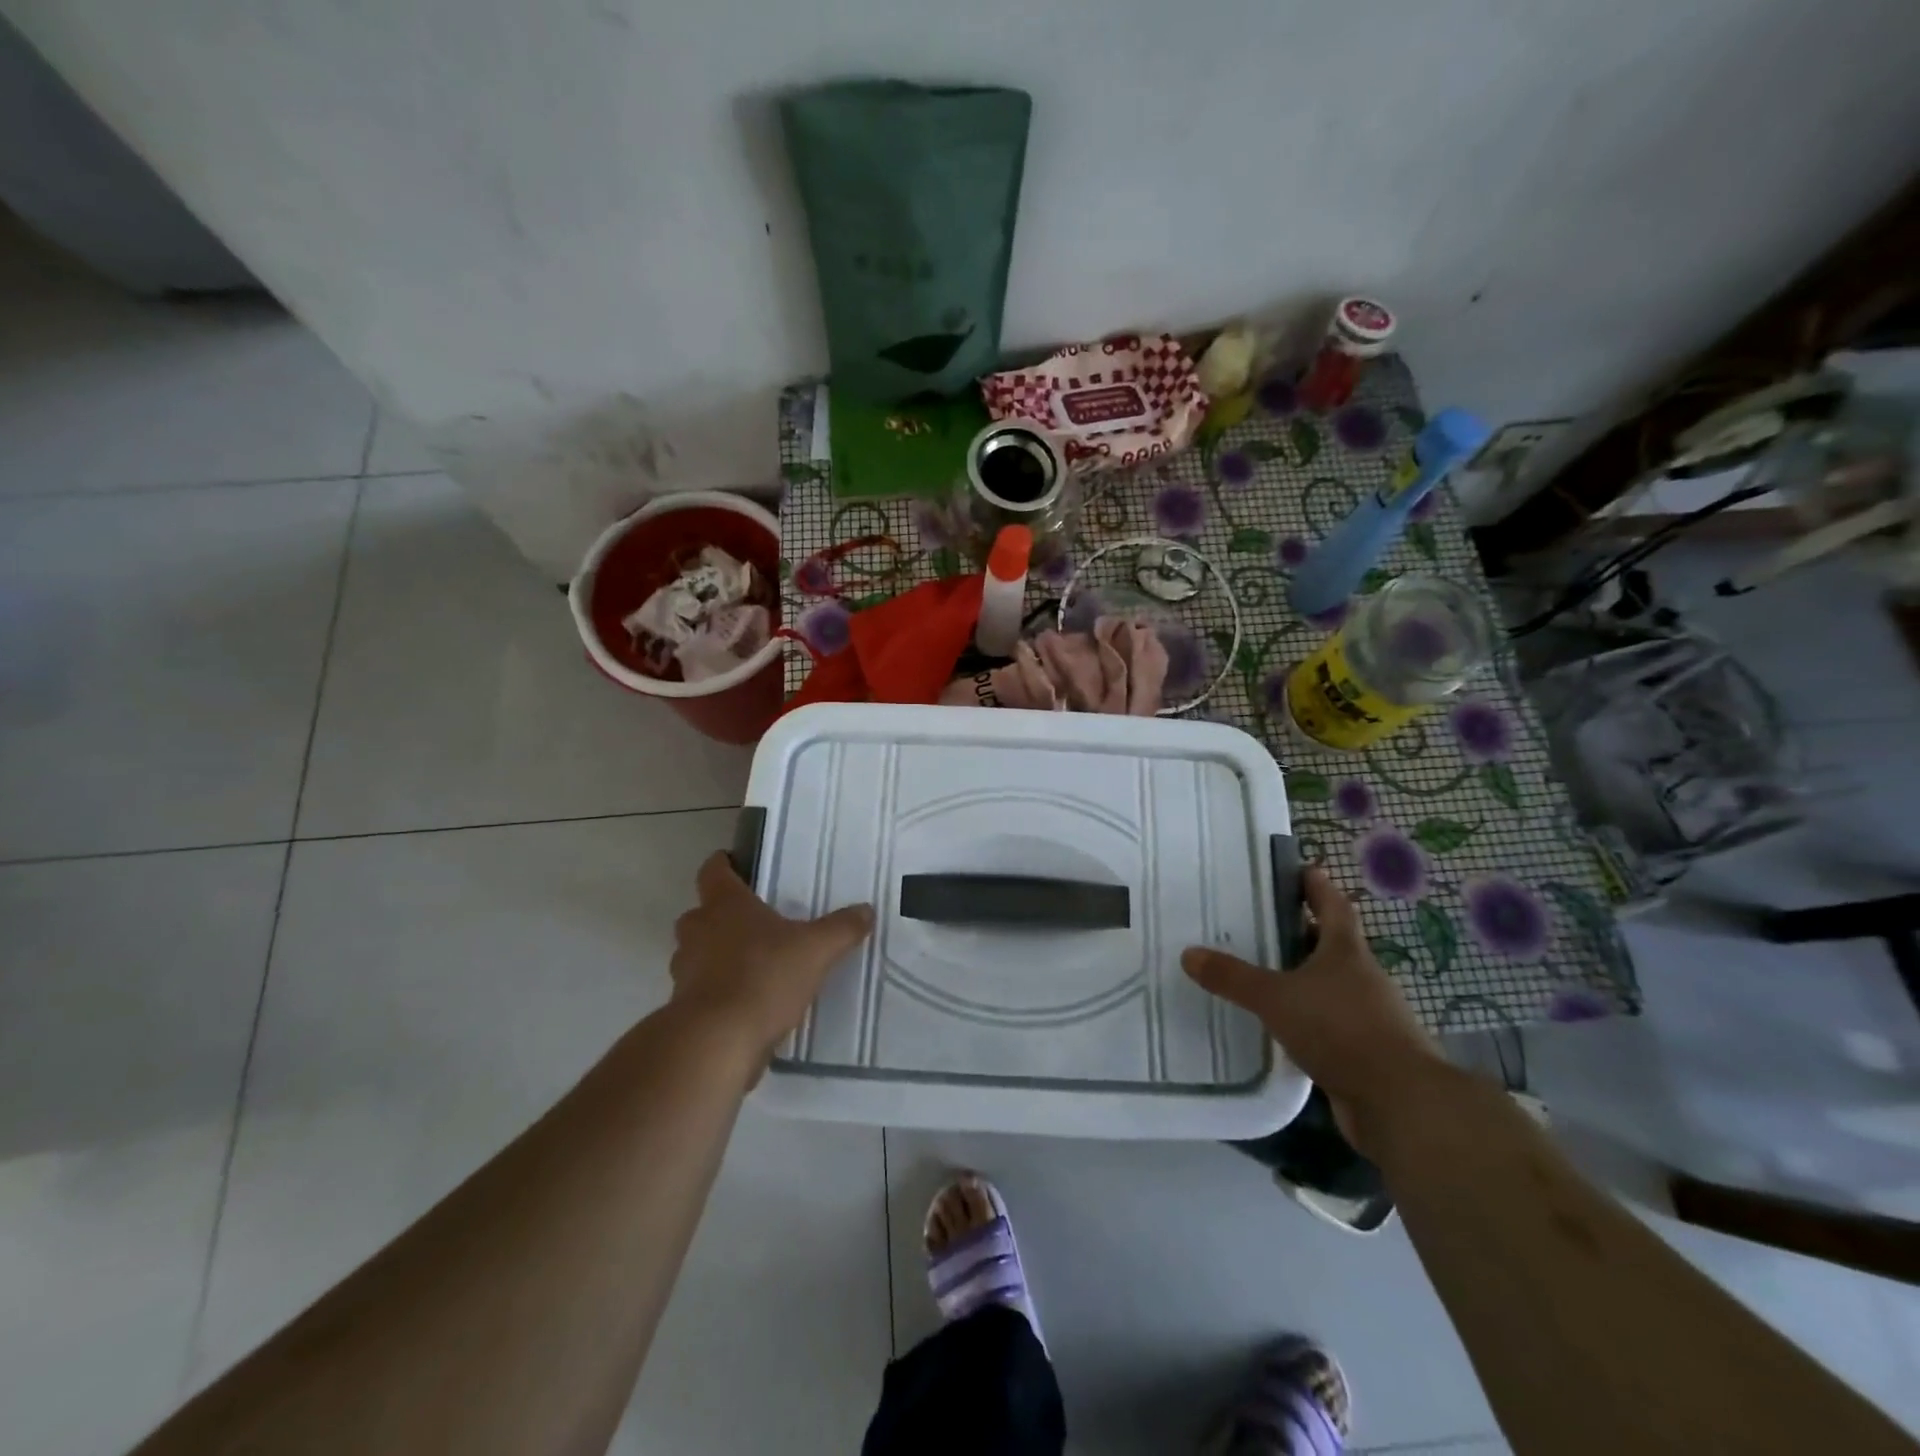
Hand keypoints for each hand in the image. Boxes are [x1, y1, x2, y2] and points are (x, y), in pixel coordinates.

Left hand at [670, 852, 874, 1061]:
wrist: (717, 1042)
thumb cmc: (764, 977)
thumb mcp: (816, 950)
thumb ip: (842, 928)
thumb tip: (866, 910)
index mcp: (725, 904)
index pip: (713, 870)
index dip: (723, 864)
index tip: (735, 863)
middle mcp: (698, 930)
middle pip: (702, 912)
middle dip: (722, 915)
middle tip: (755, 921)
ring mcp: (684, 970)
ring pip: (698, 951)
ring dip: (718, 954)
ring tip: (754, 963)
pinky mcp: (683, 1007)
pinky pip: (702, 988)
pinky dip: (719, 990)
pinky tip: (748, 1001)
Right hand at [1181, 867, 1447, 1153]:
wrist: (1401, 1104)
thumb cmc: (1341, 1030)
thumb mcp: (1276, 998)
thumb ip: (1233, 978)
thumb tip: (1189, 954)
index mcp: (1346, 952)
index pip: (1333, 905)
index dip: (1317, 886)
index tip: (1300, 869)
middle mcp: (1362, 977)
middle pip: (1333, 944)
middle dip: (1303, 932)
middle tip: (1263, 925)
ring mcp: (1370, 1016)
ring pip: (1332, 986)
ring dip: (1305, 978)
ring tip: (1264, 974)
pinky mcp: (1367, 1052)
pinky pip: (1331, 1024)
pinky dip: (1309, 1018)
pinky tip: (1282, 1026)